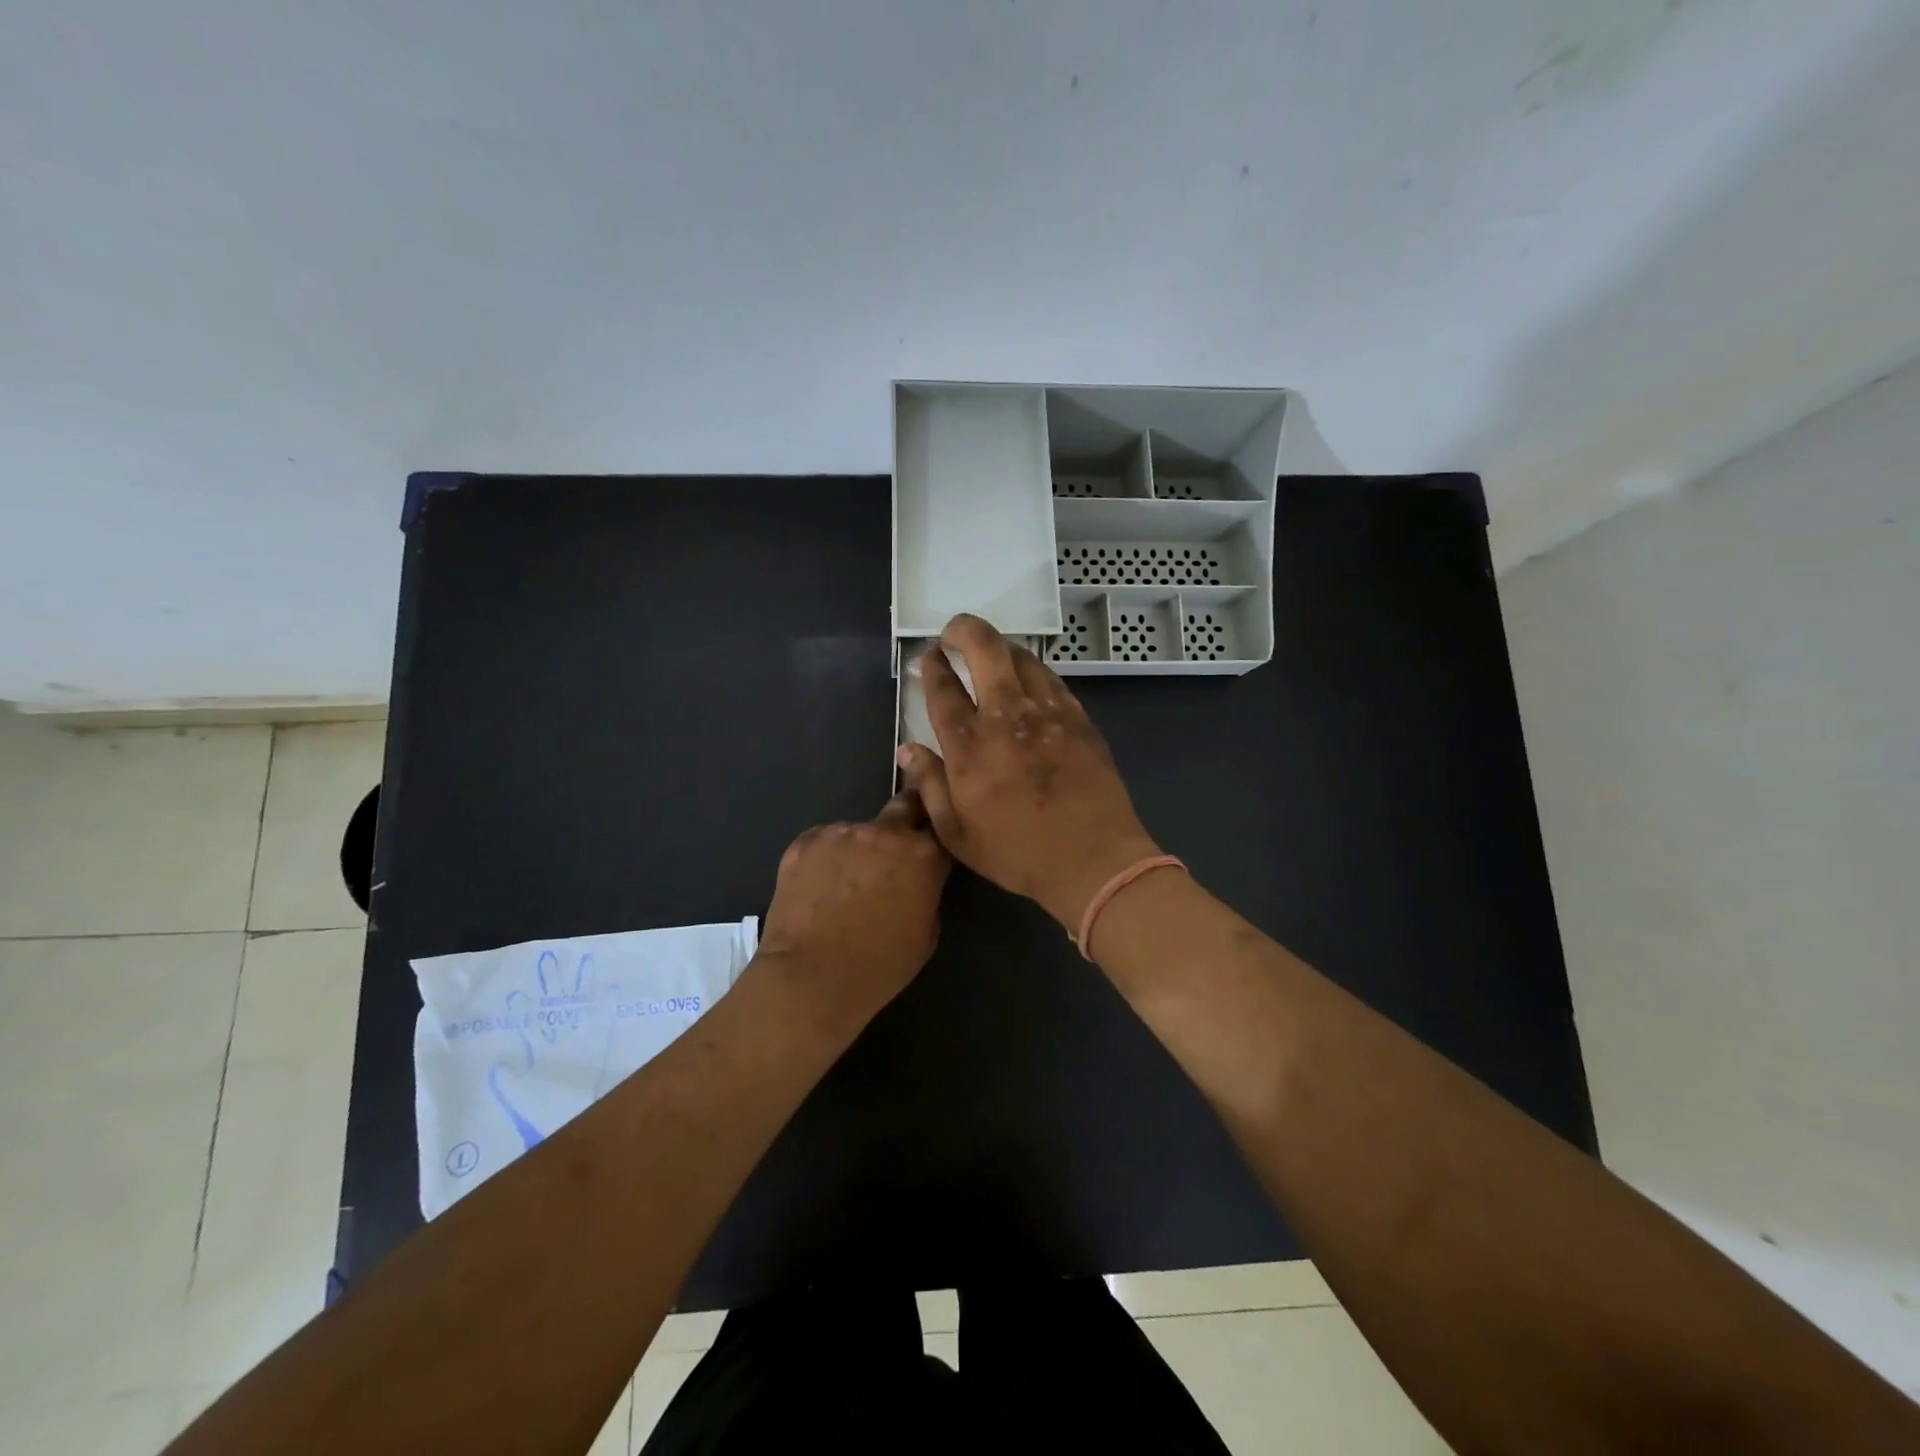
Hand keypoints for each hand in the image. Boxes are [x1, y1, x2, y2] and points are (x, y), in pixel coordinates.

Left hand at [752, 791, 950, 1039]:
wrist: (810, 976)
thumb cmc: (878, 966)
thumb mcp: (926, 935)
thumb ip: (926, 893)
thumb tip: (914, 882)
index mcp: (923, 855)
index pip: (941, 831)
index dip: (937, 841)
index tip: (931, 851)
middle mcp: (885, 832)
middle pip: (905, 805)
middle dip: (906, 819)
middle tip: (896, 847)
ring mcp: (842, 832)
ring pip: (858, 830)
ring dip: (859, 848)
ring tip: (843, 883)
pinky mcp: (805, 841)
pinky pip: (824, 842)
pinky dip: (825, 858)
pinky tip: (816, 888)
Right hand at [896, 613, 1160, 930]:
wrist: (1093, 859)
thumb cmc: (1018, 852)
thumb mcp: (957, 834)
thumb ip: (929, 785)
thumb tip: (907, 748)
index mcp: (970, 747)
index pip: (943, 689)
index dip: (932, 666)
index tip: (927, 656)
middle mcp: (1006, 718)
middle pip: (985, 650)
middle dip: (963, 630)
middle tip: (952, 633)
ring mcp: (1047, 714)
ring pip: (1021, 657)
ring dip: (1000, 647)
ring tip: (989, 653)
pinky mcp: (1078, 719)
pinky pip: (1051, 679)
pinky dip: (1032, 670)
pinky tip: (1028, 679)